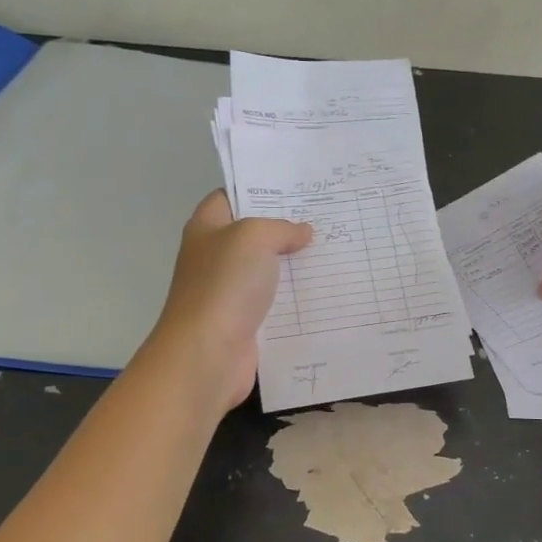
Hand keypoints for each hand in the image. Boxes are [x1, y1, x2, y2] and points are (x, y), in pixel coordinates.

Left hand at [144, 191, 312, 410]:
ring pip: (268, 270)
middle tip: (325, 217)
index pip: (230, 196)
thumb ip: (281, 228)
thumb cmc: (224, 285)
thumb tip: (303, 232)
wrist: (207, 353)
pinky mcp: (245, 321)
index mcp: (206, 228)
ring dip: (296, 264)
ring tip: (334, 249)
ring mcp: (229, 291)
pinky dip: (297, 298)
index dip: (259, 189)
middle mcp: (215, 256)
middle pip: (254, 234)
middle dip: (286, 227)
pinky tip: (325, 290)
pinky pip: (276, 303)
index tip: (296, 188)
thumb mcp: (254, 237)